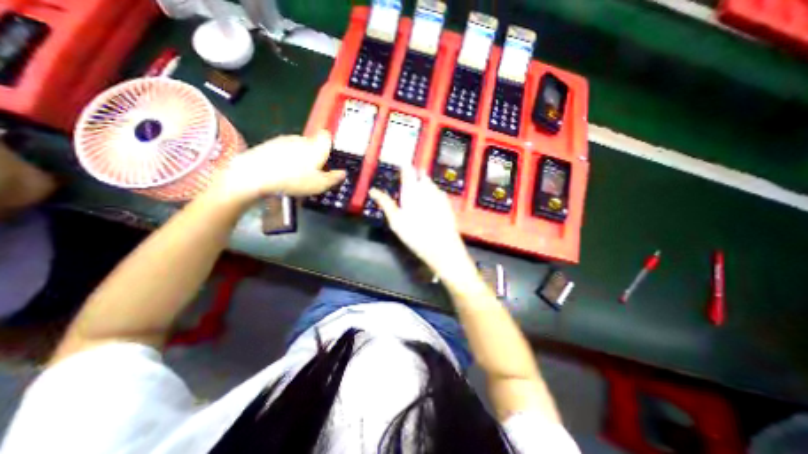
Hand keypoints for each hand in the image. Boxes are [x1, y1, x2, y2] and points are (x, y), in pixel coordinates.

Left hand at [211, 129, 344, 203]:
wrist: (255, 175)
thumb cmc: (295, 180)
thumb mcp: (320, 185)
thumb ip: (334, 178)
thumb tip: (343, 173)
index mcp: (317, 147)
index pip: (327, 136)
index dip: (329, 145)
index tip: (328, 158)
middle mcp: (302, 139)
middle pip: (313, 142)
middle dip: (315, 154)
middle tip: (313, 171)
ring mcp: (284, 140)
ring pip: (298, 146)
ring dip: (300, 156)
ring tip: (296, 173)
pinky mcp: (270, 144)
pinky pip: (284, 149)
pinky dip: (286, 157)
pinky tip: (281, 170)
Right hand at [373, 167, 478, 282]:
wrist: (442, 247)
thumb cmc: (415, 234)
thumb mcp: (396, 221)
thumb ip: (385, 203)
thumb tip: (373, 191)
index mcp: (412, 192)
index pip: (408, 173)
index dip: (405, 167)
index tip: (403, 162)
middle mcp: (427, 190)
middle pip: (421, 176)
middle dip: (416, 174)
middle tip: (410, 175)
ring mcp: (439, 196)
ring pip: (431, 183)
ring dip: (425, 182)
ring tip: (420, 184)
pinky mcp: (447, 204)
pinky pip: (439, 192)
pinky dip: (433, 191)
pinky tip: (431, 198)